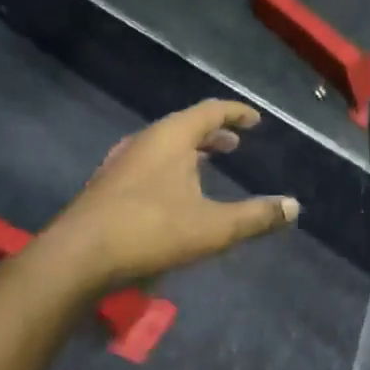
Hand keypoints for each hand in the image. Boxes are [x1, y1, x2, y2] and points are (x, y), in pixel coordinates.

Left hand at [32, 100, 298, 294]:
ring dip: (191, 151)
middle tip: (235, 144)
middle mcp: (145, 141)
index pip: (211, 110)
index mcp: (172, 137)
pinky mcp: (107, 185)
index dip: (237, 112)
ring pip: (164, 145)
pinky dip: (171, 166)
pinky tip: (174, 194)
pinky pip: (149, 162)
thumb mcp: (213, 228)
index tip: (256, 120)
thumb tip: (294, 207)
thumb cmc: (150, 232)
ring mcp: (121, 162)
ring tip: (208, 165)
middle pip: (185, 125)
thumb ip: (256, 217)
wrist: (75, 259)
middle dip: (213, 133)